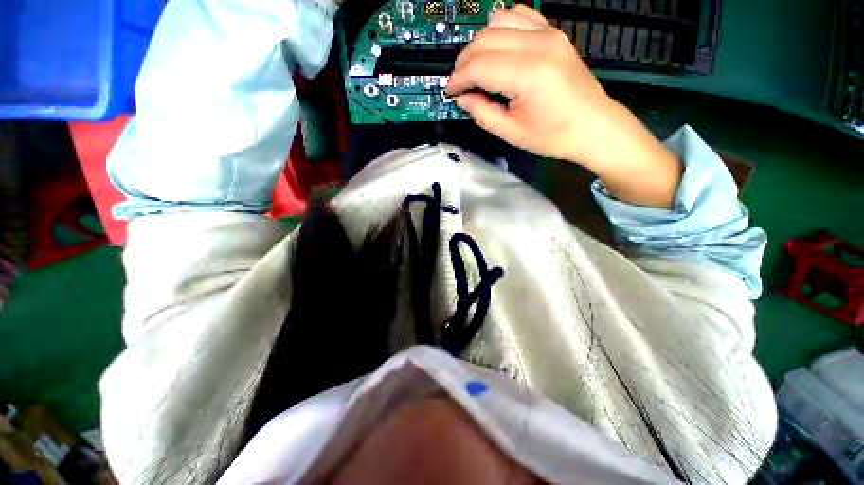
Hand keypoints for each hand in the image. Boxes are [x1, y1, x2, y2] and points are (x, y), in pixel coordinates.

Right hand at [446, 6, 681, 207]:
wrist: (593, 125)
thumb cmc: (553, 136)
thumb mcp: (511, 133)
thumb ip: (482, 113)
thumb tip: (463, 98)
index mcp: (528, 75)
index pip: (478, 66)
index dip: (458, 79)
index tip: (449, 92)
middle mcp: (537, 45)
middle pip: (484, 41)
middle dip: (464, 62)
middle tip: (460, 84)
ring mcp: (548, 34)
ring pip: (497, 22)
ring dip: (479, 44)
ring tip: (476, 68)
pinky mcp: (553, 32)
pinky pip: (519, 15)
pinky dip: (500, 28)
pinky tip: (497, 48)